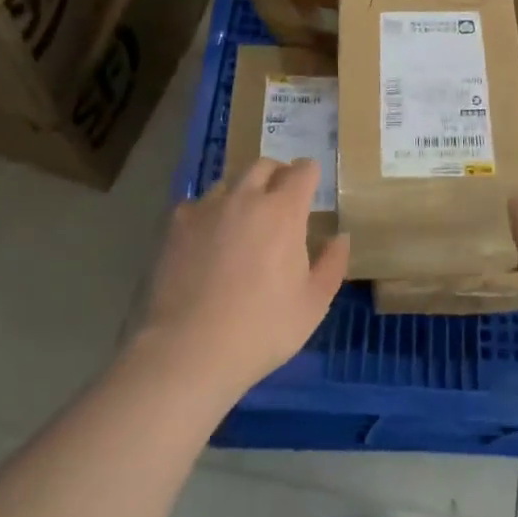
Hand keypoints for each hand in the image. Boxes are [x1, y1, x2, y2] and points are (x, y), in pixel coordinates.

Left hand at [135, 158, 349, 403]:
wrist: (189, 350)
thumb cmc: (262, 329)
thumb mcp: (313, 304)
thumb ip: (332, 264)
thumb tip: (340, 237)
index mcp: (283, 211)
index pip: (302, 170)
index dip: (310, 174)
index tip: (312, 186)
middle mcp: (245, 198)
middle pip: (264, 166)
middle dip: (277, 174)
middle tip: (281, 199)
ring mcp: (207, 209)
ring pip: (229, 182)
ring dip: (243, 192)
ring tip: (243, 219)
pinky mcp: (176, 226)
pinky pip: (198, 205)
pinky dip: (209, 214)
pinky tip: (208, 238)